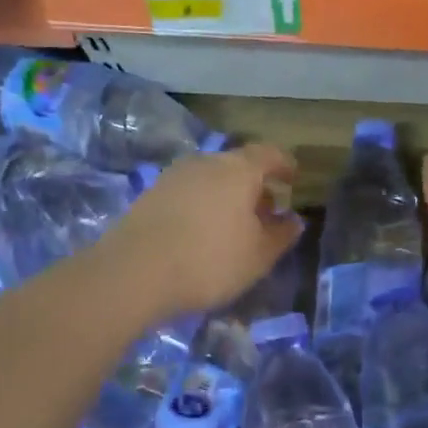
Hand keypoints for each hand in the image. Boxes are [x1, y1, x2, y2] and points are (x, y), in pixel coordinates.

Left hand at [101, 144, 302, 318]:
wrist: (133, 273)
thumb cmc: (209, 261)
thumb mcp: (258, 256)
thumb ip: (281, 235)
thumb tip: (293, 221)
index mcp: (239, 170)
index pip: (269, 154)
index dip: (285, 165)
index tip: (293, 180)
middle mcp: (206, 162)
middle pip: (238, 165)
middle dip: (255, 185)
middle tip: (266, 211)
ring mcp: (174, 176)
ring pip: (211, 178)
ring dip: (227, 196)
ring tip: (234, 226)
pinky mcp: (150, 194)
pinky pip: (188, 192)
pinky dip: (202, 205)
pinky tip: (202, 232)